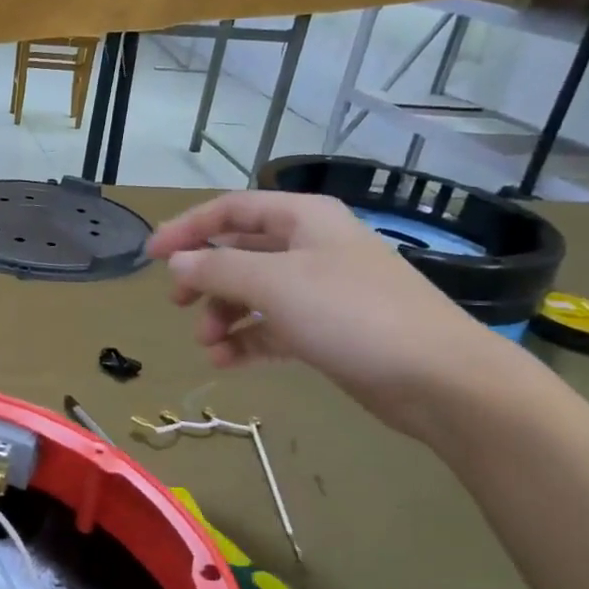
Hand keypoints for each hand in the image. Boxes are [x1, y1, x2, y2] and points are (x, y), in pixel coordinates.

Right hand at [147, 192, 521, 437]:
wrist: (438, 378)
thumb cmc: (351, 314)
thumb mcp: (273, 285)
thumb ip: (216, 270)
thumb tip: (176, 264)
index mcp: (303, 219)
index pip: (231, 210)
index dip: (187, 228)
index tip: (151, 256)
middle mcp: (310, 247)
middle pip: (240, 252)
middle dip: (204, 278)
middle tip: (176, 304)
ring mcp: (321, 289)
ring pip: (253, 293)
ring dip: (223, 315)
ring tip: (207, 343)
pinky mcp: (327, 329)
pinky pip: (272, 327)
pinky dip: (247, 340)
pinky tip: (227, 362)